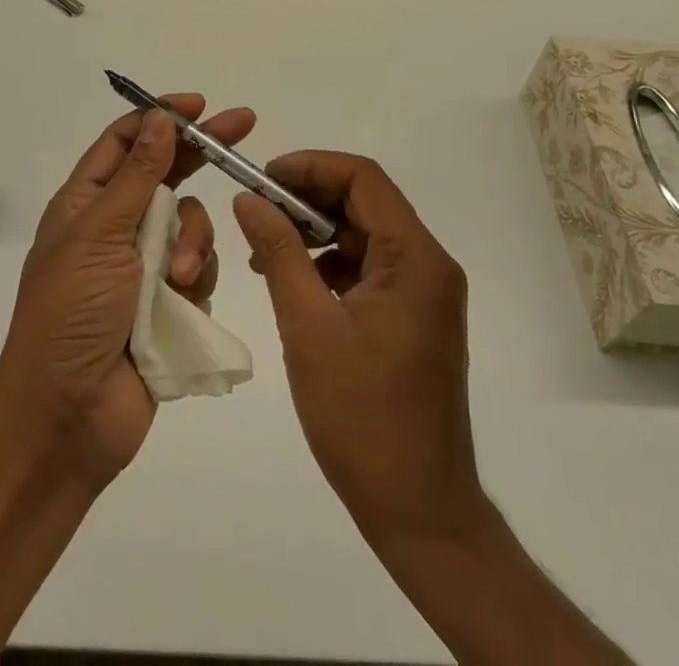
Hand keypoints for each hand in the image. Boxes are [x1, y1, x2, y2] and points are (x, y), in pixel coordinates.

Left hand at [0, 96, 254, 489]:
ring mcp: (144, 266)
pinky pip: (199, 269)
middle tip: (244, 123)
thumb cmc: (71, 313)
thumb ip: (137, 176)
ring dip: (193, 241)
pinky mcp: (168, 303)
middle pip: (166, 173)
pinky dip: (197, 277)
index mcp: (87, 202)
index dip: (159, 117)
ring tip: (179, 277)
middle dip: (202, 151)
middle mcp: (116, 226)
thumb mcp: (100, 235)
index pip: (125, 141)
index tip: (198, 105)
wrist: (68, 417)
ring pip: (190, 223)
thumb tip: (158, 117)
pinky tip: (186, 300)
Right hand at [232, 151, 484, 547]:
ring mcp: (425, 293)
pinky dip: (331, 264)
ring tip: (266, 249)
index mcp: (416, 259)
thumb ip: (279, 252)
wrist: (420, 512)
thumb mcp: (308, 326)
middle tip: (256, 209)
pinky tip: (294, 282)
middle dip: (308, 198)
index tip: (263, 177)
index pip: (363, 179)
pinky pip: (370, 267)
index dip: (310, 166)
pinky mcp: (415, 317)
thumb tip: (249, 199)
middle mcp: (430, 265)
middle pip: (365, 202)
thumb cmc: (361, 417)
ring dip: (316, 232)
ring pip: (365, 234)